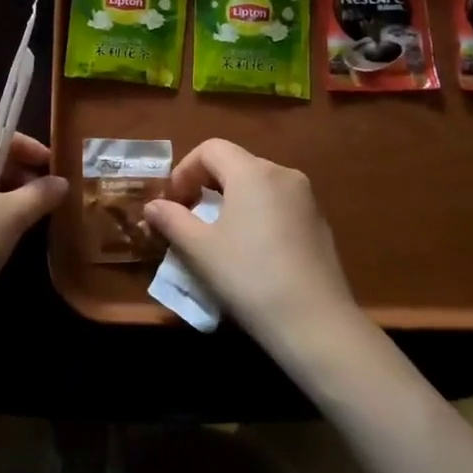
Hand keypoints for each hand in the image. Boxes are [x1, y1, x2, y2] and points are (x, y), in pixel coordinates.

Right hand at [143, 139, 359, 346]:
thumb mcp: (200, 249)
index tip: (172, 201)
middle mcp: (283, 174)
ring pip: (258, 184)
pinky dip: (256, 214)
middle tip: (188, 217)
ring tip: (217, 235)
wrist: (316, 323)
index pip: (211, 149)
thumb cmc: (249, 277)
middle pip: (235, 163)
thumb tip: (153, 206)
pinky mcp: (319, 223)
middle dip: (206, 184)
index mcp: (252, 172)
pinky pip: (278, 204)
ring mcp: (306, 198)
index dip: (184, 169)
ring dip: (231, 200)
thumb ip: (172, 220)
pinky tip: (251, 250)